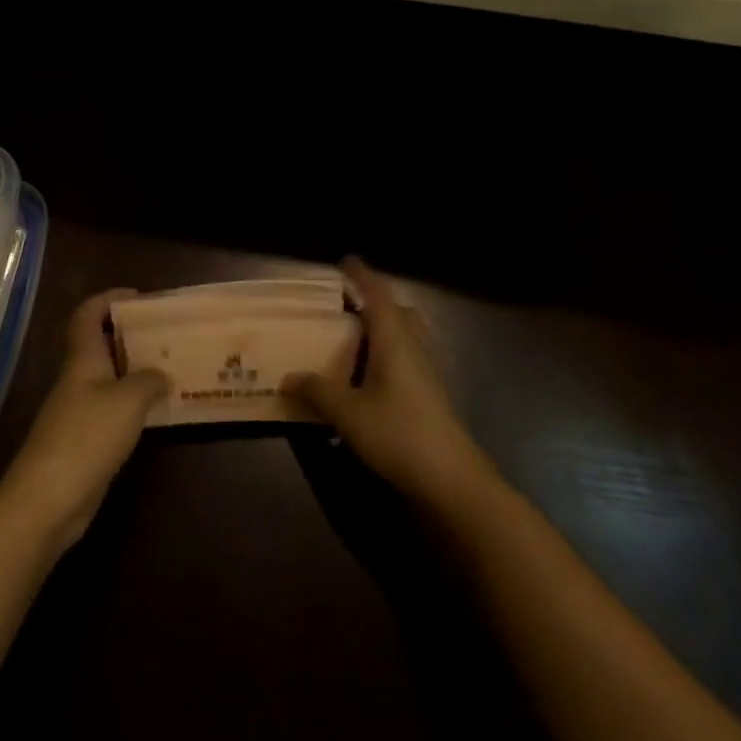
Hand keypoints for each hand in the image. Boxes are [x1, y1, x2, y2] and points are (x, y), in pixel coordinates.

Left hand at [0, 289, 168, 551]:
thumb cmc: (87, 436)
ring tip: (170, 368)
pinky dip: (133, 403)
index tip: (138, 296)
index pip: (88, 315)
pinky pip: (112, 409)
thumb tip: (162, 375)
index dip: (108, 299)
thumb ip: (149, 381)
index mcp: (83, 359)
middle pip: (100, 344)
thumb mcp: (128, 401)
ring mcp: (78, 411)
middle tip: (165, 333)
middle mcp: (78, 379)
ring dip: (135, 370)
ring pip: (109, 378)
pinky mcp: (84, 440)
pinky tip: (157, 410)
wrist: (47, 501)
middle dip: (130, 334)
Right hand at [282, 258, 497, 510]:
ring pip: (405, 336)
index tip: (346, 261)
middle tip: (346, 304)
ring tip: (352, 338)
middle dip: (374, 301)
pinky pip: (406, 359)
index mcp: (394, 339)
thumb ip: (318, 392)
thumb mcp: (349, 414)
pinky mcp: (430, 395)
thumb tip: (288, 377)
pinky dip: (386, 354)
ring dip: (382, 329)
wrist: (452, 480)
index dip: (362, 276)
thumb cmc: (399, 434)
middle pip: (397, 312)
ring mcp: (426, 373)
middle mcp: (413, 348)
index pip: (378, 295)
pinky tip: (368, 377)